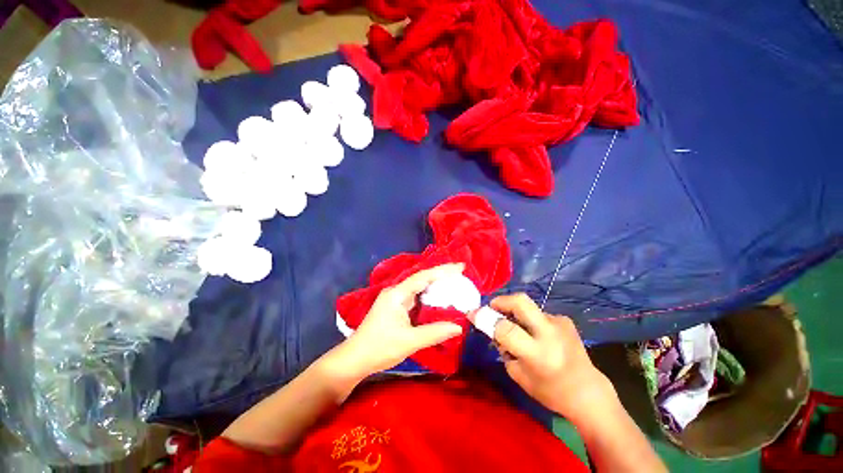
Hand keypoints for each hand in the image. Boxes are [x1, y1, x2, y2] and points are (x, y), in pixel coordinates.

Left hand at [328, 264, 465, 381]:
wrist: (355, 359)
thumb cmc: (380, 348)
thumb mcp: (409, 341)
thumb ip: (434, 332)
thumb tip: (458, 327)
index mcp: (397, 293)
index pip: (423, 276)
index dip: (443, 270)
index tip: (461, 267)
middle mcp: (396, 291)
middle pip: (422, 278)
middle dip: (441, 275)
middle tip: (461, 274)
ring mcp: (395, 299)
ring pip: (419, 288)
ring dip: (436, 285)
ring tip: (455, 284)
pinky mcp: (396, 307)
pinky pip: (416, 297)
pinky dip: (429, 297)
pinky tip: (439, 300)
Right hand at [475, 293, 616, 422]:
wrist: (588, 392)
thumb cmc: (550, 391)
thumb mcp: (518, 375)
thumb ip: (504, 349)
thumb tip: (492, 327)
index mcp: (538, 354)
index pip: (505, 329)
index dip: (485, 319)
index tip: (472, 313)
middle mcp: (550, 333)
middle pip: (520, 301)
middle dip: (501, 300)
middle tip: (492, 307)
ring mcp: (559, 323)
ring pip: (528, 307)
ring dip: (516, 314)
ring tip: (518, 329)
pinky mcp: (565, 319)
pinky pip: (538, 314)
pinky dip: (530, 321)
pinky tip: (535, 335)